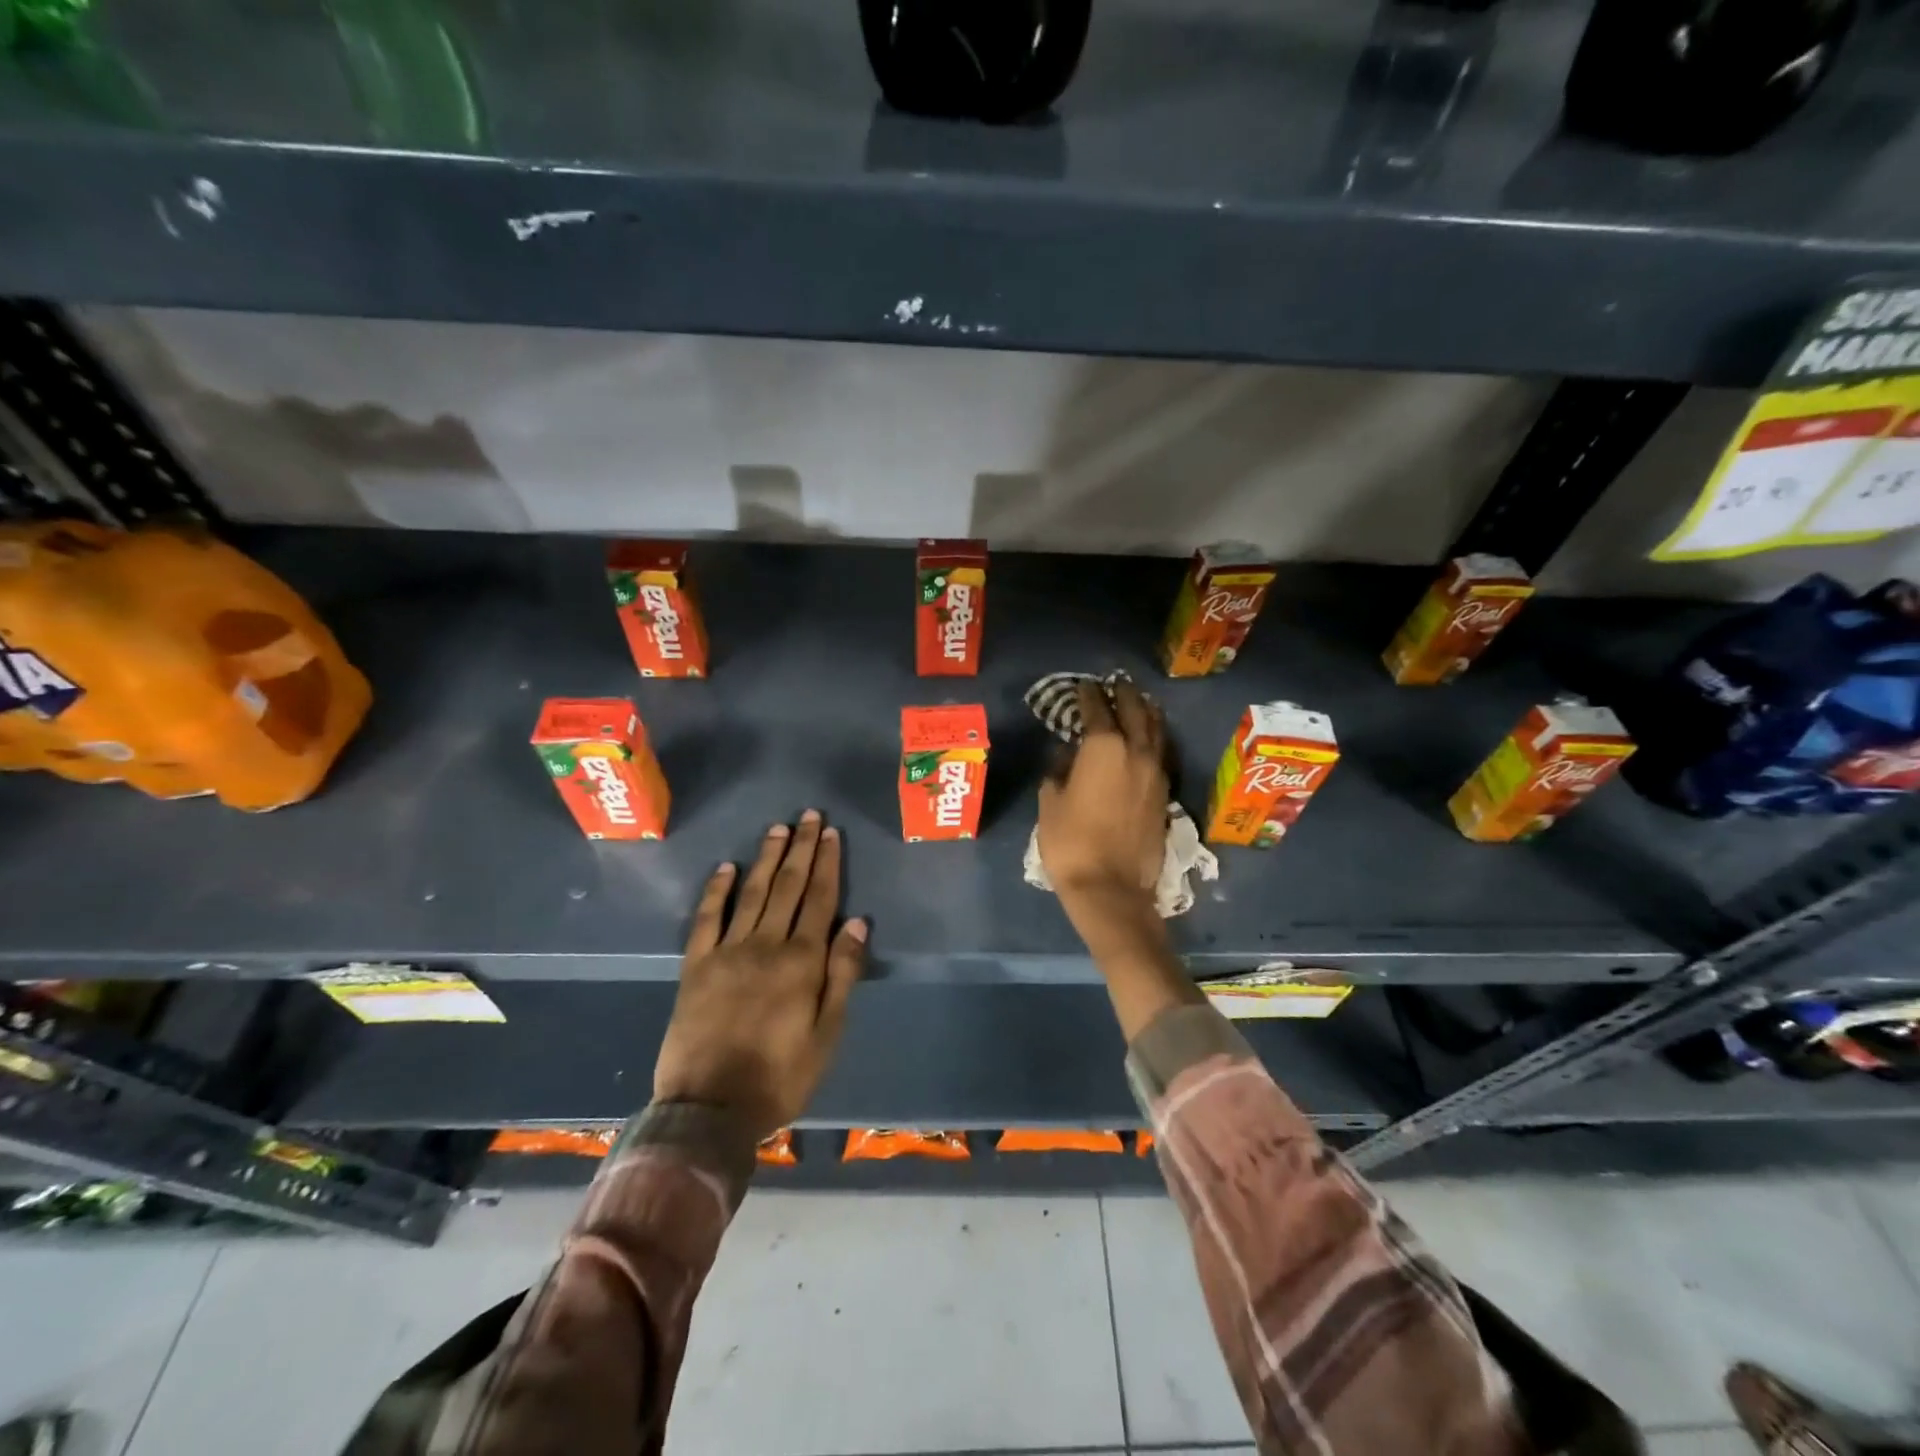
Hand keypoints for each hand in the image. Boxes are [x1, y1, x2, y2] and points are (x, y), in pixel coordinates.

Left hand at [653, 812, 866, 1140]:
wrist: (709, 1109)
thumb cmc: (780, 1077)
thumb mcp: (827, 1034)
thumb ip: (842, 975)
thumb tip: (857, 923)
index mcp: (801, 962)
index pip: (819, 900)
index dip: (827, 864)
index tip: (831, 833)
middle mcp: (765, 945)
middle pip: (788, 887)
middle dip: (801, 849)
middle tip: (809, 816)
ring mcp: (727, 952)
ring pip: (752, 893)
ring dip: (766, 858)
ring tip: (778, 829)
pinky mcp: (696, 966)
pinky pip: (707, 919)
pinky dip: (717, 890)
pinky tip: (726, 868)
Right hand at [1036, 679, 1168, 905]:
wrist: (1111, 888)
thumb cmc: (1070, 842)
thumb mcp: (1050, 801)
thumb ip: (1058, 769)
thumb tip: (1066, 753)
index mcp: (1104, 747)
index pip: (1097, 709)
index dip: (1088, 695)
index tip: (1082, 686)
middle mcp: (1135, 752)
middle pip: (1134, 711)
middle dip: (1123, 694)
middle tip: (1113, 684)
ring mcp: (1155, 772)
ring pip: (1156, 729)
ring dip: (1145, 711)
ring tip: (1138, 702)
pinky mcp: (1165, 793)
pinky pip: (1161, 752)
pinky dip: (1154, 736)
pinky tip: (1148, 737)